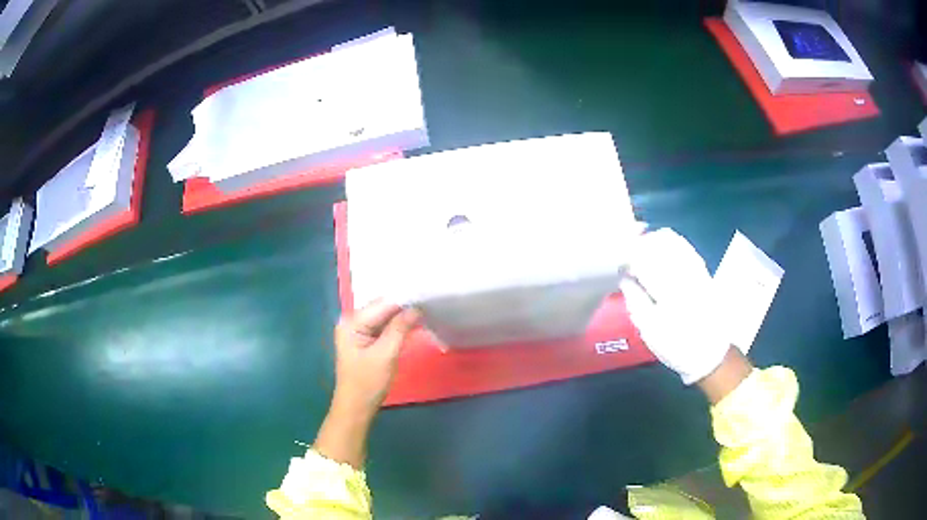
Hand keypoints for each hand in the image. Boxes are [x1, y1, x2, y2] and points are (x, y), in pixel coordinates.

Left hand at [332, 300, 420, 416]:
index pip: (382, 304)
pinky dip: (398, 326)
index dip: (405, 299)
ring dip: (403, 315)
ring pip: (385, 316)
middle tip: (430, 301)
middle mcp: (352, 321)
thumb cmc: (368, 383)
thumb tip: (416, 307)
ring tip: (427, 309)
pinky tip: (414, 324)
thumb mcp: (386, 355)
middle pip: (383, 307)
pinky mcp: (365, 340)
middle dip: (404, 305)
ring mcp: (358, 330)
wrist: (356, 408)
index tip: (428, 295)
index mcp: (352, 322)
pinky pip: (384, 326)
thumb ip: (399, 328)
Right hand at [620, 228, 730, 384]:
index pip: (643, 259)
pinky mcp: (704, 271)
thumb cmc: (676, 346)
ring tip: (642, 250)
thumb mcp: (650, 330)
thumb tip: (624, 278)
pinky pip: (685, 247)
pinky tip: (662, 250)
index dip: (627, 256)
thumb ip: (635, 300)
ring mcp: (696, 269)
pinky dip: (670, 243)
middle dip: (639, 244)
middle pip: (658, 243)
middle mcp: (684, 273)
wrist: (711, 354)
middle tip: (627, 254)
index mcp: (668, 289)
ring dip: (654, 241)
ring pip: (673, 241)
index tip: (618, 263)